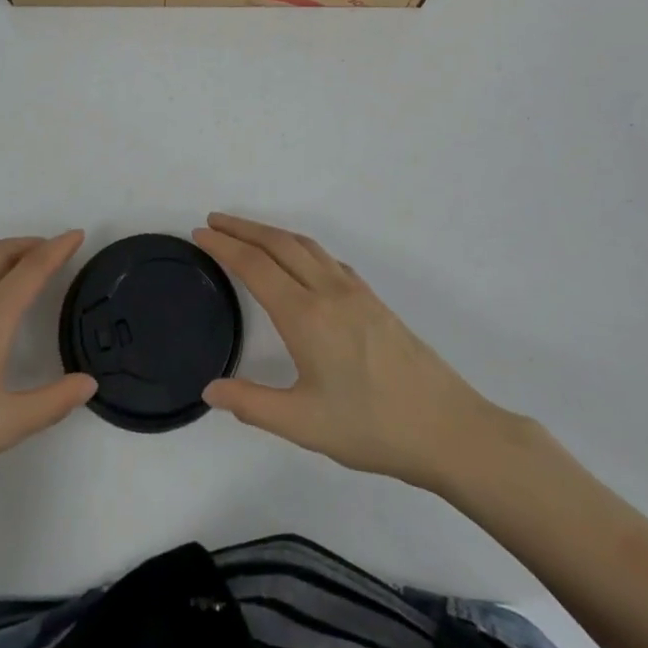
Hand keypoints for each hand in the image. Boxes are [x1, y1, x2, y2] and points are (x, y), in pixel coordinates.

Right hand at [195, 213, 527, 494]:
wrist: (447, 427)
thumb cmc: (372, 427)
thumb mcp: (303, 424)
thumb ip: (252, 404)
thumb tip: (209, 390)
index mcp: (306, 316)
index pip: (255, 267)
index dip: (224, 247)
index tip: (200, 233)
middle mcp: (328, 291)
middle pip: (278, 244)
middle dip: (243, 228)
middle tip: (214, 220)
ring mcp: (355, 292)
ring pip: (305, 246)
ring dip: (272, 232)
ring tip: (248, 233)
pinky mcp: (374, 300)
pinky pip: (328, 259)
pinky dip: (302, 247)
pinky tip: (301, 261)